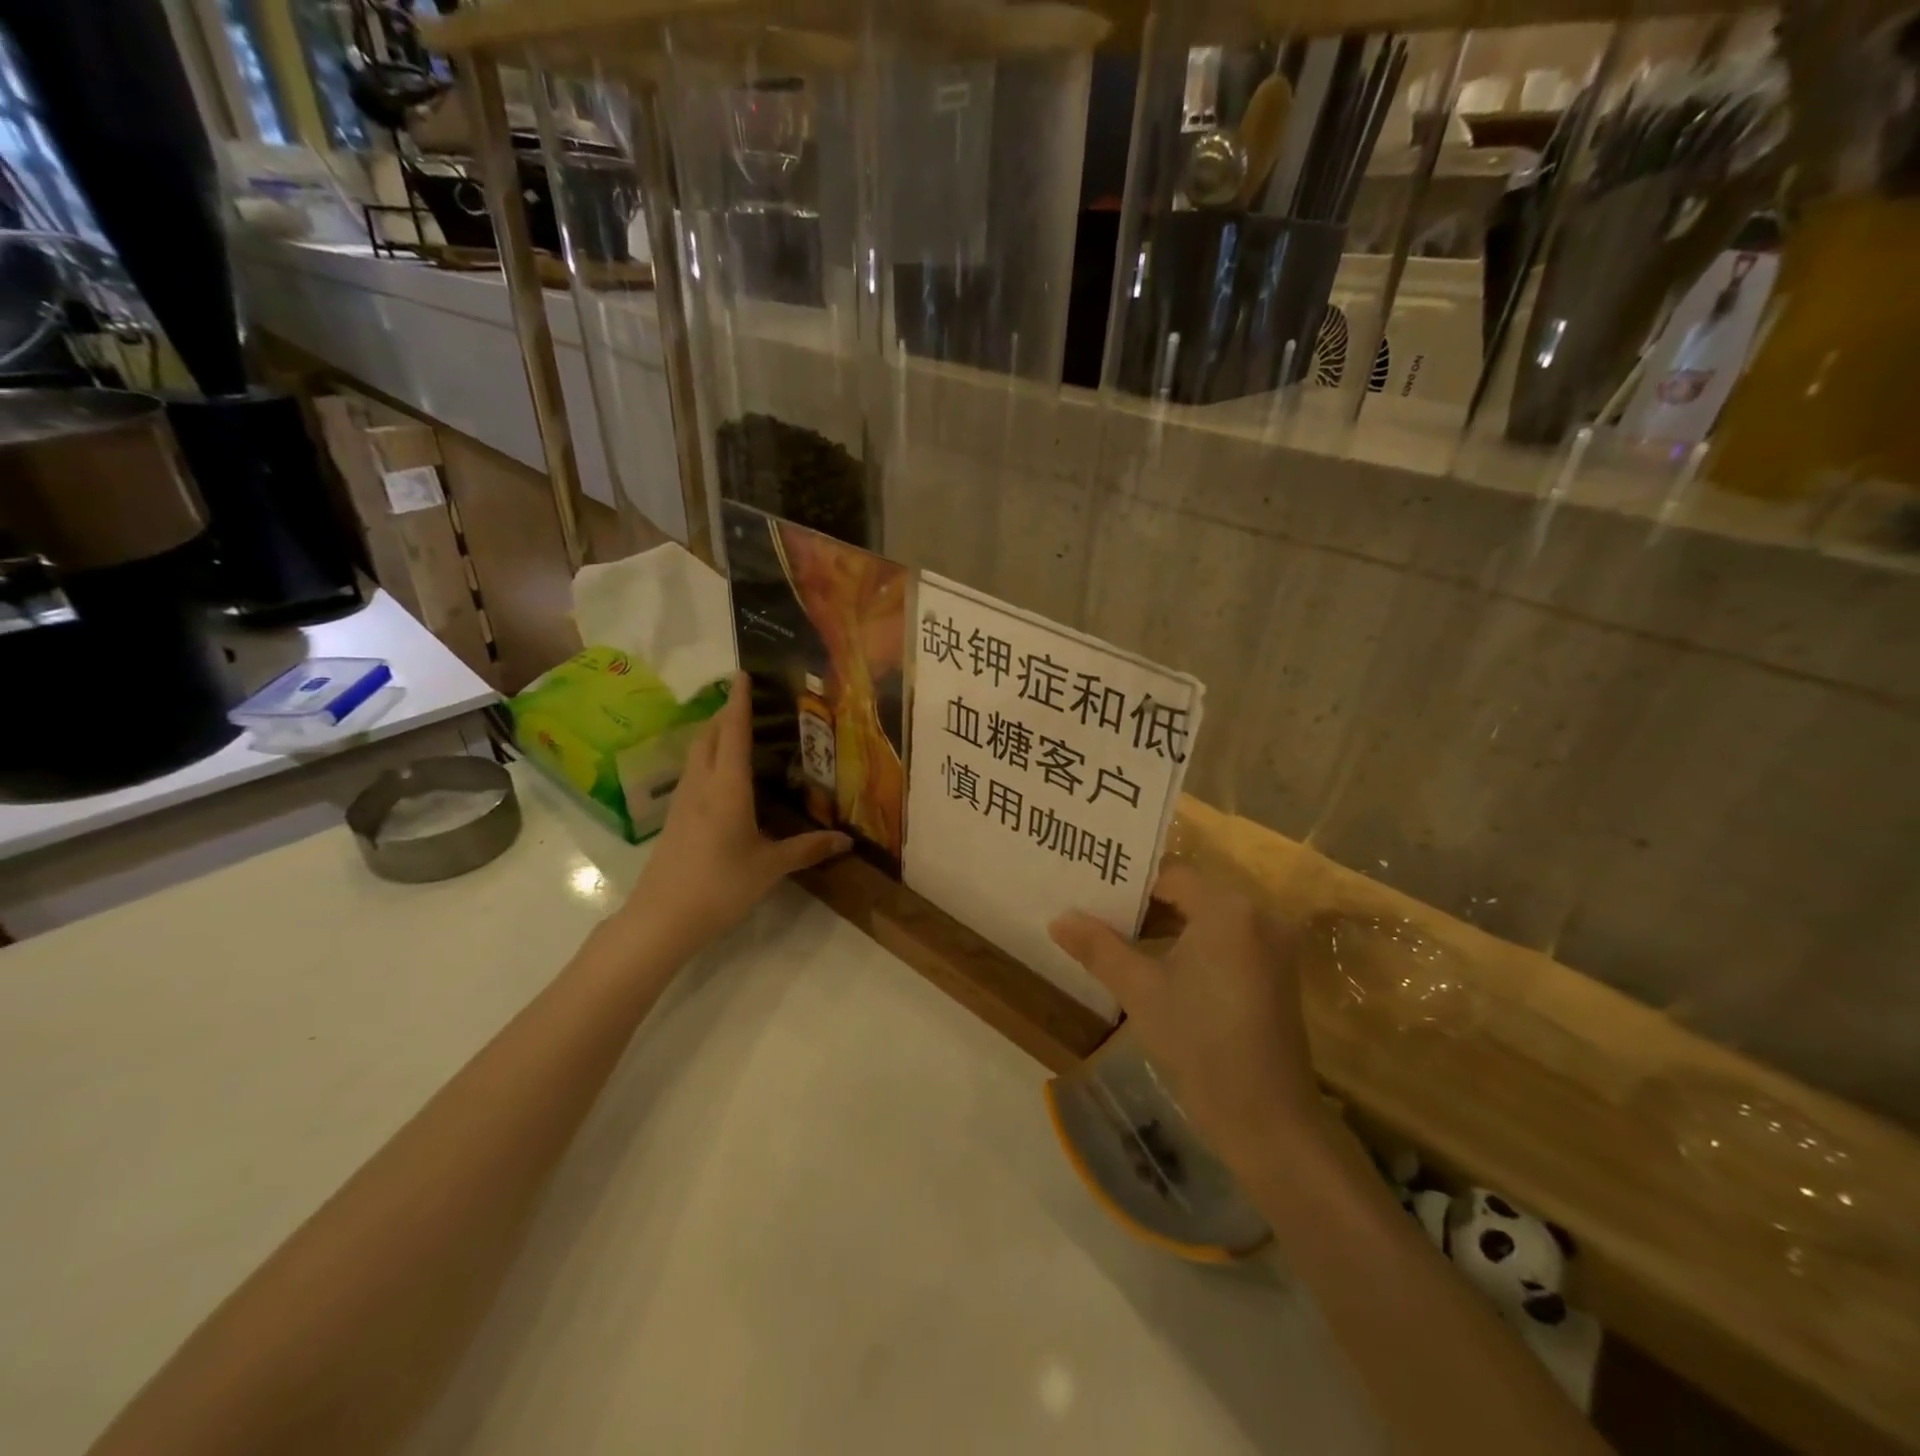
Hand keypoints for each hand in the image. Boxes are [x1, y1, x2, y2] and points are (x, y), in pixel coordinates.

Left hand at [620, 671, 849, 954]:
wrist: (661, 918)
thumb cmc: (720, 886)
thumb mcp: (770, 867)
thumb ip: (808, 849)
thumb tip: (847, 840)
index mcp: (727, 787)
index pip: (733, 732)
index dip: (739, 702)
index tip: (742, 673)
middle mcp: (702, 784)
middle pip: (709, 735)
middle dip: (725, 712)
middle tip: (746, 700)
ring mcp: (683, 801)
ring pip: (696, 752)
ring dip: (713, 733)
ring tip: (734, 728)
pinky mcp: (674, 818)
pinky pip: (692, 772)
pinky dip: (707, 757)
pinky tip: (720, 772)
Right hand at [1049, 864, 1318, 1158]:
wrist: (1268, 1122)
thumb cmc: (1200, 1043)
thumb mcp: (1140, 990)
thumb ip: (1098, 947)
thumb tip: (1058, 919)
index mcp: (1229, 909)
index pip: (1171, 874)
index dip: (1129, 883)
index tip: (1092, 893)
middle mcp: (1259, 915)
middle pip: (1191, 894)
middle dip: (1144, 905)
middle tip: (1096, 912)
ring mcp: (1274, 947)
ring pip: (1208, 919)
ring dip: (1167, 926)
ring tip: (1118, 939)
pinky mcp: (1277, 974)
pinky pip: (1226, 941)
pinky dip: (1193, 945)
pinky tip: (1158, 966)